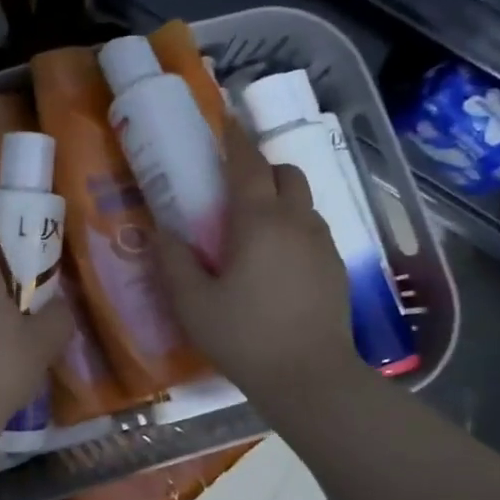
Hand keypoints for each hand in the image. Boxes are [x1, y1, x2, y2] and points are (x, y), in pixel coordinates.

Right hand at [154, 120, 362, 405]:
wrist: (310, 378)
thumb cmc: (243, 337)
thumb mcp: (191, 303)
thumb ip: (174, 261)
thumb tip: (163, 232)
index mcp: (259, 221)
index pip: (248, 164)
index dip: (235, 139)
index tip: (225, 122)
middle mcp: (296, 221)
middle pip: (285, 173)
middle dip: (261, 167)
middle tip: (232, 186)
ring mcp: (323, 244)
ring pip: (302, 202)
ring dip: (278, 198)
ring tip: (252, 227)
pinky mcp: (336, 267)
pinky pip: (312, 230)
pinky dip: (292, 227)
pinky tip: (274, 261)